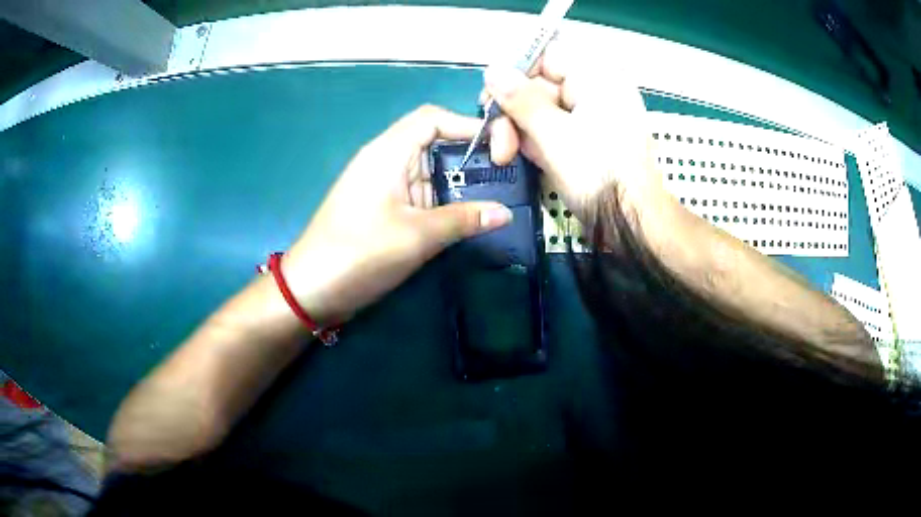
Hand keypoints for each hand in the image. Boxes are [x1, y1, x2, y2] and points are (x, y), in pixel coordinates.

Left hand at [282, 105, 512, 325]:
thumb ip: (463, 220)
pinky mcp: (381, 206)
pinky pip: (418, 191)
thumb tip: (505, 213)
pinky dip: (442, 198)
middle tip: (505, 174)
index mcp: (388, 152)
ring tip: (495, 195)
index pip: (432, 119)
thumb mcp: (416, 237)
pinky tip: (465, 214)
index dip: (468, 125)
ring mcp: (382, 184)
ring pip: (427, 168)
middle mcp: (385, 159)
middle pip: (432, 141)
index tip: (502, 146)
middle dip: (469, 155)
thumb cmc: (360, 254)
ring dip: (458, 179)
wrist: (311, 289)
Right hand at [483, 42, 668, 225]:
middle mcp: (595, 90)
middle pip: (539, 86)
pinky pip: (554, 129)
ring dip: (520, 131)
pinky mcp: (588, 139)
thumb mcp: (553, 134)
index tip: (491, 100)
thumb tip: (493, 70)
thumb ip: (521, 99)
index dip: (514, 76)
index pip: (545, 57)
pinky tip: (527, 159)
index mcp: (595, 77)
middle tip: (497, 143)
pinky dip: (537, 142)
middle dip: (513, 113)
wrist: (631, 221)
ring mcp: (592, 116)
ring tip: (507, 156)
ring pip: (543, 110)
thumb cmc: (597, 174)